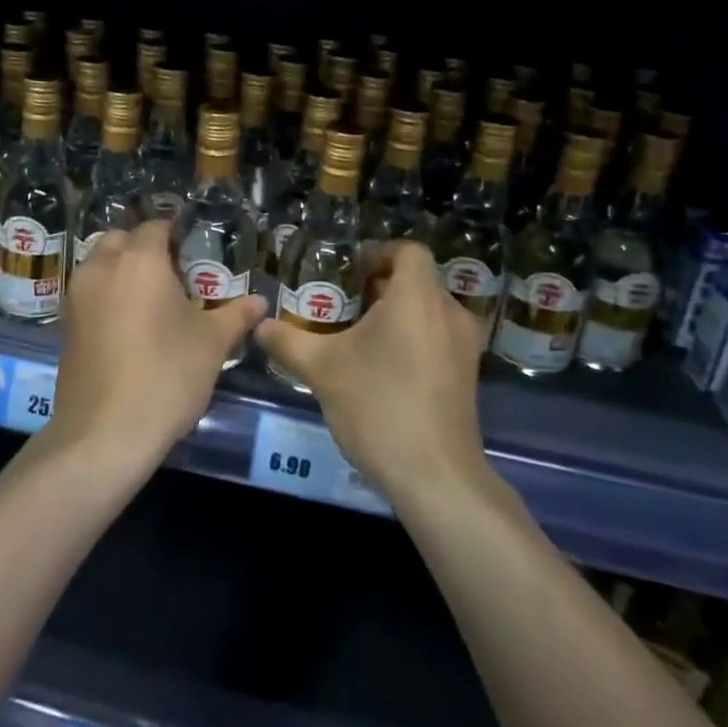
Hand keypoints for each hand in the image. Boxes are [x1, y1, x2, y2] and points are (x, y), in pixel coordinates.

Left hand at [54, 220, 264, 467]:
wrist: (104, 433)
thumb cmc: (166, 376)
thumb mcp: (211, 345)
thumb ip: (236, 315)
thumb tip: (260, 302)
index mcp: (140, 260)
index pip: (156, 227)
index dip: (176, 234)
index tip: (194, 253)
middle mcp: (102, 267)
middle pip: (121, 239)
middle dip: (143, 248)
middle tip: (172, 275)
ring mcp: (76, 295)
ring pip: (99, 263)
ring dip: (120, 269)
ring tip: (149, 300)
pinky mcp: (63, 324)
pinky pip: (87, 292)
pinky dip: (104, 294)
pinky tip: (126, 324)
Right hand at [254, 240, 486, 503]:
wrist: (435, 475)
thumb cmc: (379, 406)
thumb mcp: (322, 369)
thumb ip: (288, 341)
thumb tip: (260, 326)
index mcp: (417, 298)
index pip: (408, 251)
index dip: (377, 253)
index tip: (348, 273)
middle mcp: (449, 313)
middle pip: (416, 280)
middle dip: (379, 287)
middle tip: (341, 306)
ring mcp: (464, 346)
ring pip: (428, 311)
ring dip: (395, 315)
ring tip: (357, 337)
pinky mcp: (468, 376)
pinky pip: (438, 338)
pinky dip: (413, 339)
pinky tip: (382, 369)